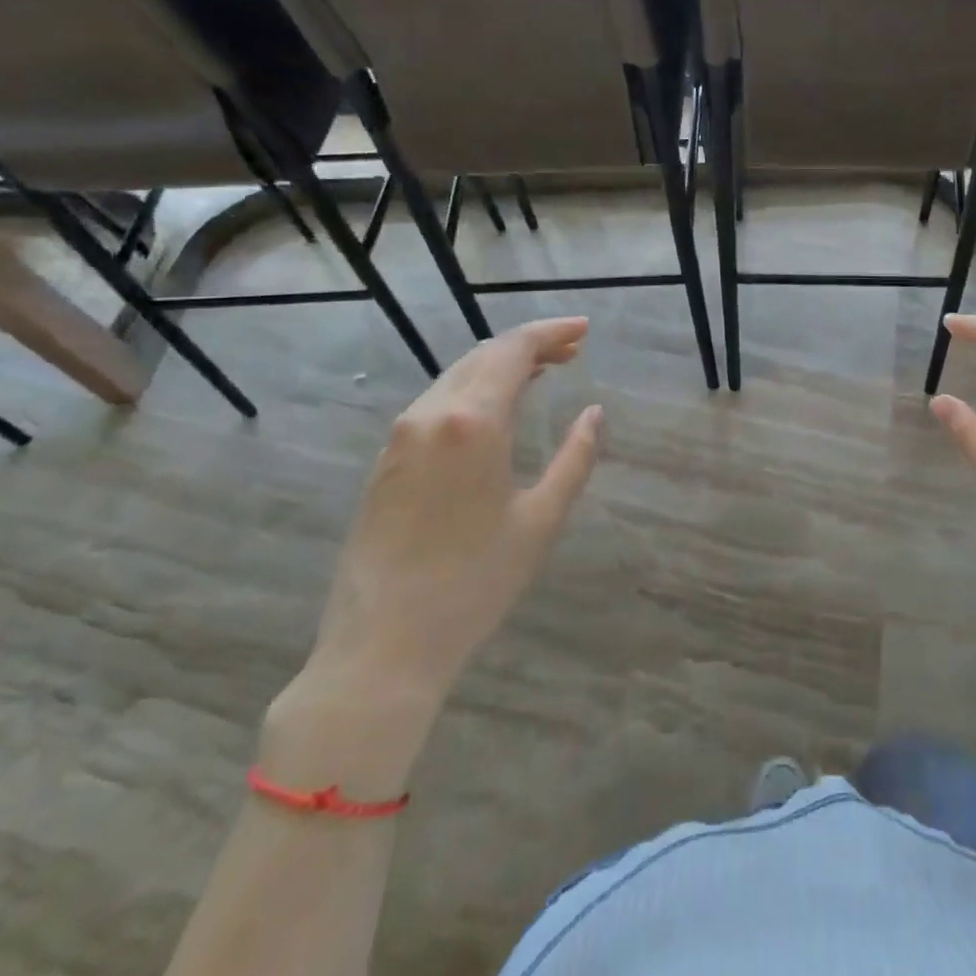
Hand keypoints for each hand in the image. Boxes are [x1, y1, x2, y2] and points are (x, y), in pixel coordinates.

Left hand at [262, 318, 600, 796]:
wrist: (382, 646)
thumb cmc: (475, 583)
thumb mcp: (541, 520)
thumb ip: (575, 458)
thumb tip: (593, 414)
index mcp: (472, 422)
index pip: (514, 351)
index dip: (551, 332)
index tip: (584, 329)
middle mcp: (430, 415)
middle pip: (483, 356)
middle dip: (529, 345)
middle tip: (572, 351)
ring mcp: (400, 437)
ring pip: (456, 377)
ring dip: (500, 367)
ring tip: (542, 374)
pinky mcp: (384, 462)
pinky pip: (435, 404)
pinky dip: (472, 392)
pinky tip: (494, 410)